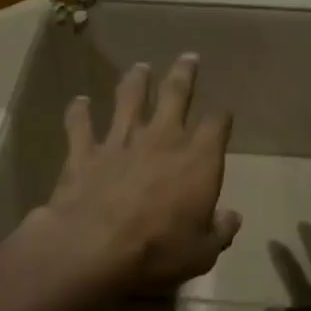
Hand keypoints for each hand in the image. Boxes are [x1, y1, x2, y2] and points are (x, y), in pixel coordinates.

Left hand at [29, 54, 240, 293]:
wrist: (93, 247)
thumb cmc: (157, 251)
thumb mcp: (202, 253)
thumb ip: (219, 231)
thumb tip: (231, 218)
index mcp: (197, 159)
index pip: (216, 125)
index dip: (221, 117)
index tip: (223, 113)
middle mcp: (161, 138)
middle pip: (175, 95)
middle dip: (183, 74)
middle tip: (188, 57)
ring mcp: (120, 141)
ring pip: (129, 99)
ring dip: (135, 81)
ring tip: (140, 68)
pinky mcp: (85, 151)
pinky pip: (80, 124)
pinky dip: (79, 112)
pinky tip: (79, 102)